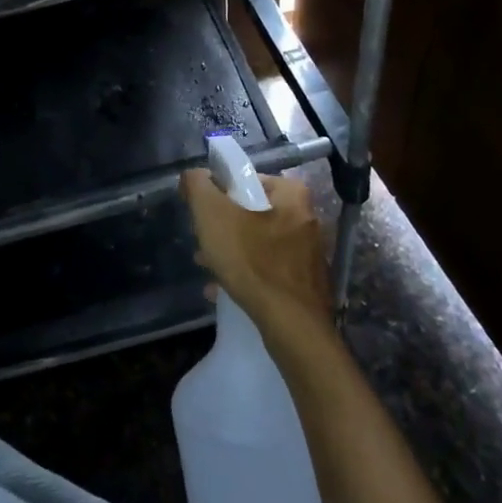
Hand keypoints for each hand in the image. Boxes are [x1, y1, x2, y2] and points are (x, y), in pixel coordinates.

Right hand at [180, 169, 331, 337]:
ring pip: (259, 243)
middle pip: (252, 213)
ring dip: (231, 252)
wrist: (292, 327)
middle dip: (223, 227)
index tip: (202, 213)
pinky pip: (269, 269)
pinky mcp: (306, 283)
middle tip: (203, 242)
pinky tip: (223, 290)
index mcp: (291, 194)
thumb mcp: (213, 215)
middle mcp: (306, 218)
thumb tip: (193, 175)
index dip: (218, 192)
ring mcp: (308, 253)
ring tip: (208, 268)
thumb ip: (198, 186)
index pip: (246, 180)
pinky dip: (246, 275)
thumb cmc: (252, 261)